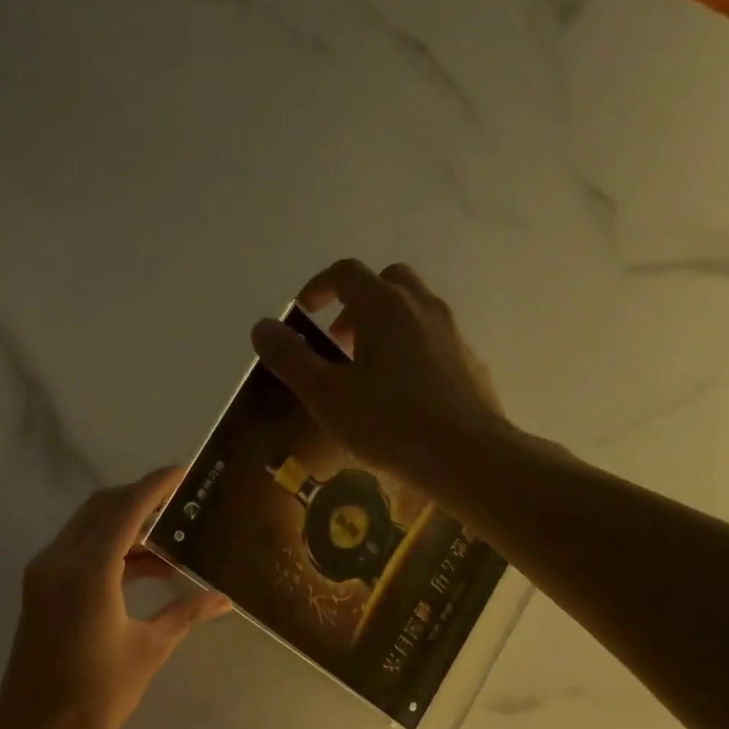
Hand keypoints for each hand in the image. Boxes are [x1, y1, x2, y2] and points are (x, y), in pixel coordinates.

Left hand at [0, 467, 230, 728]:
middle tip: (183, 503)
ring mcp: (44, 573)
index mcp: (88, 571)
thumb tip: (223, 599)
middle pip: (102, 508)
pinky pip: (79, 550)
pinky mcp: (40, 589)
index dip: (156, 486)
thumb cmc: (95, 696)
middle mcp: (60, 560)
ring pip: (89, 527)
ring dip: (127, 525)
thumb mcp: (147, 651)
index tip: (185, 472)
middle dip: (142, 499)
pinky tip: (146, 568)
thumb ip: (184, 614)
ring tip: (173, 540)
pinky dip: (111, 548)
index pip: (125, 509)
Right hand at [250, 259, 507, 489]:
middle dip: (355, 303)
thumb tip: (262, 326)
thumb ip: (290, 358)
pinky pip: (431, 338)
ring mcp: (450, 332)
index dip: (317, 287)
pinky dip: (408, 348)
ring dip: (383, 326)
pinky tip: (399, 393)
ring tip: (364, 371)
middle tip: (338, 341)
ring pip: (412, 309)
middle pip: (385, 282)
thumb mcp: (325, 394)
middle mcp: (421, 306)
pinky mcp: (467, 360)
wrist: (464, 454)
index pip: (345, 273)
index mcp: (384, 306)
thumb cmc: (387, 422)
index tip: (303, 314)